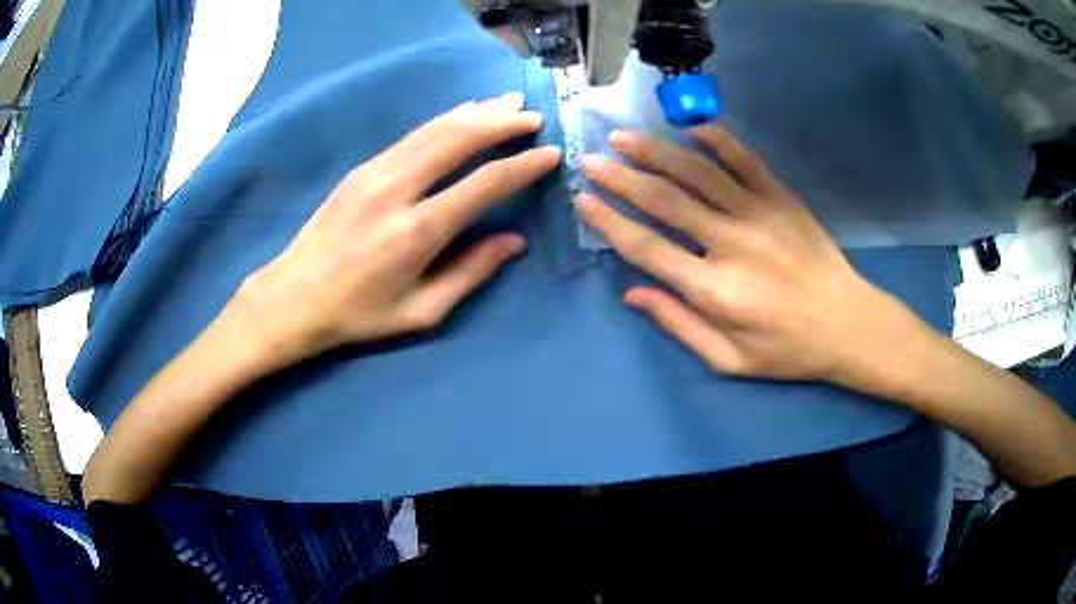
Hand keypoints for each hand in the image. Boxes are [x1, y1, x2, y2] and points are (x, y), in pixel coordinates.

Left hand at [233, 92, 560, 366]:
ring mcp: (376, 172)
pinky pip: (413, 135)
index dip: (522, 166)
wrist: (293, 296)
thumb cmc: (359, 313)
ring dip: (476, 113)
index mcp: (417, 231)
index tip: (551, 154)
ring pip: (435, 129)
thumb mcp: (420, 311)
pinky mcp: (362, 168)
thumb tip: (514, 241)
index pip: (483, 184)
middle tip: (533, 116)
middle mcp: (398, 190)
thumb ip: (470, 273)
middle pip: (459, 139)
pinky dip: (445, 120)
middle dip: (502, 123)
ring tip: (507, 104)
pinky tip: (463, 113)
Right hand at [575, 125, 914, 385]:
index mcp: (714, 291)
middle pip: (666, 201)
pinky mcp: (783, 199)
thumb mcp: (728, 360)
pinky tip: (692, 128)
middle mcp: (731, 244)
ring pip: (699, 173)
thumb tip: (632, 292)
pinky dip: (718, 140)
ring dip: (657, 151)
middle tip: (591, 158)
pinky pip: (747, 160)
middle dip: (621, 178)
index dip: (610, 222)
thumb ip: (679, 325)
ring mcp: (760, 215)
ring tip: (625, 136)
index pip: (647, 248)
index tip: (583, 200)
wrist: (847, 324)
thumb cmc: (786, 350)